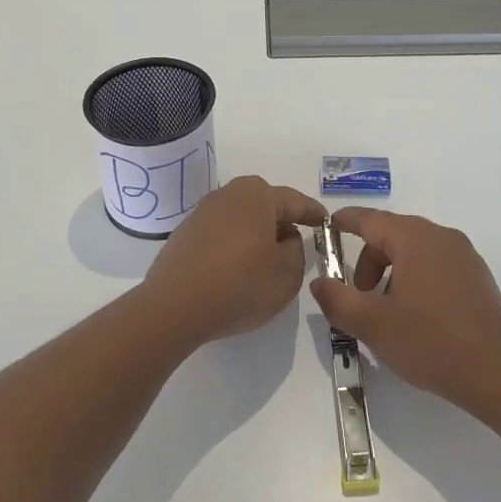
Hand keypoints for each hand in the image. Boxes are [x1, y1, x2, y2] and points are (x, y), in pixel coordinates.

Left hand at [144, 176, 325, 343]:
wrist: (174, 307)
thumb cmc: (240, 285)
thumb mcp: (287, 273)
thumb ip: (297, 250)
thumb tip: (285, 238)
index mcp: (258, 196)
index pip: (295, 201)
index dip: (313, 213)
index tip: (326, 222)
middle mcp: (229, 194)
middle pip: (265, 203)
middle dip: (282, 220)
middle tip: (297, 241)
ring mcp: (203, 212)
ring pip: (241, 217)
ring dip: (256, 232)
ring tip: (266, 258)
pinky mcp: (185, 233)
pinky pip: (221, 232)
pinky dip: (234, 244)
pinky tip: (236, 267)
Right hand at [310, 207, 500, 416]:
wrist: (498, 374)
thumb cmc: (430, 342)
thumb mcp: (372, 324)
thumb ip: (338, 300)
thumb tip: (319, 282)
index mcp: (415, 238)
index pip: (370, 219)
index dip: (345, 222)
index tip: (327, 227)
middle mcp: (442, 237)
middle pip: (393, 235)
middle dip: (368, 261)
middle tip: (358, 297)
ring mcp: (465, 256)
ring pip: (415, 251)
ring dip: (392, 273)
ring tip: (388, 312)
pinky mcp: (478, 277)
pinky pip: (436, 265)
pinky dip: (416, 279)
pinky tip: (417, 317)